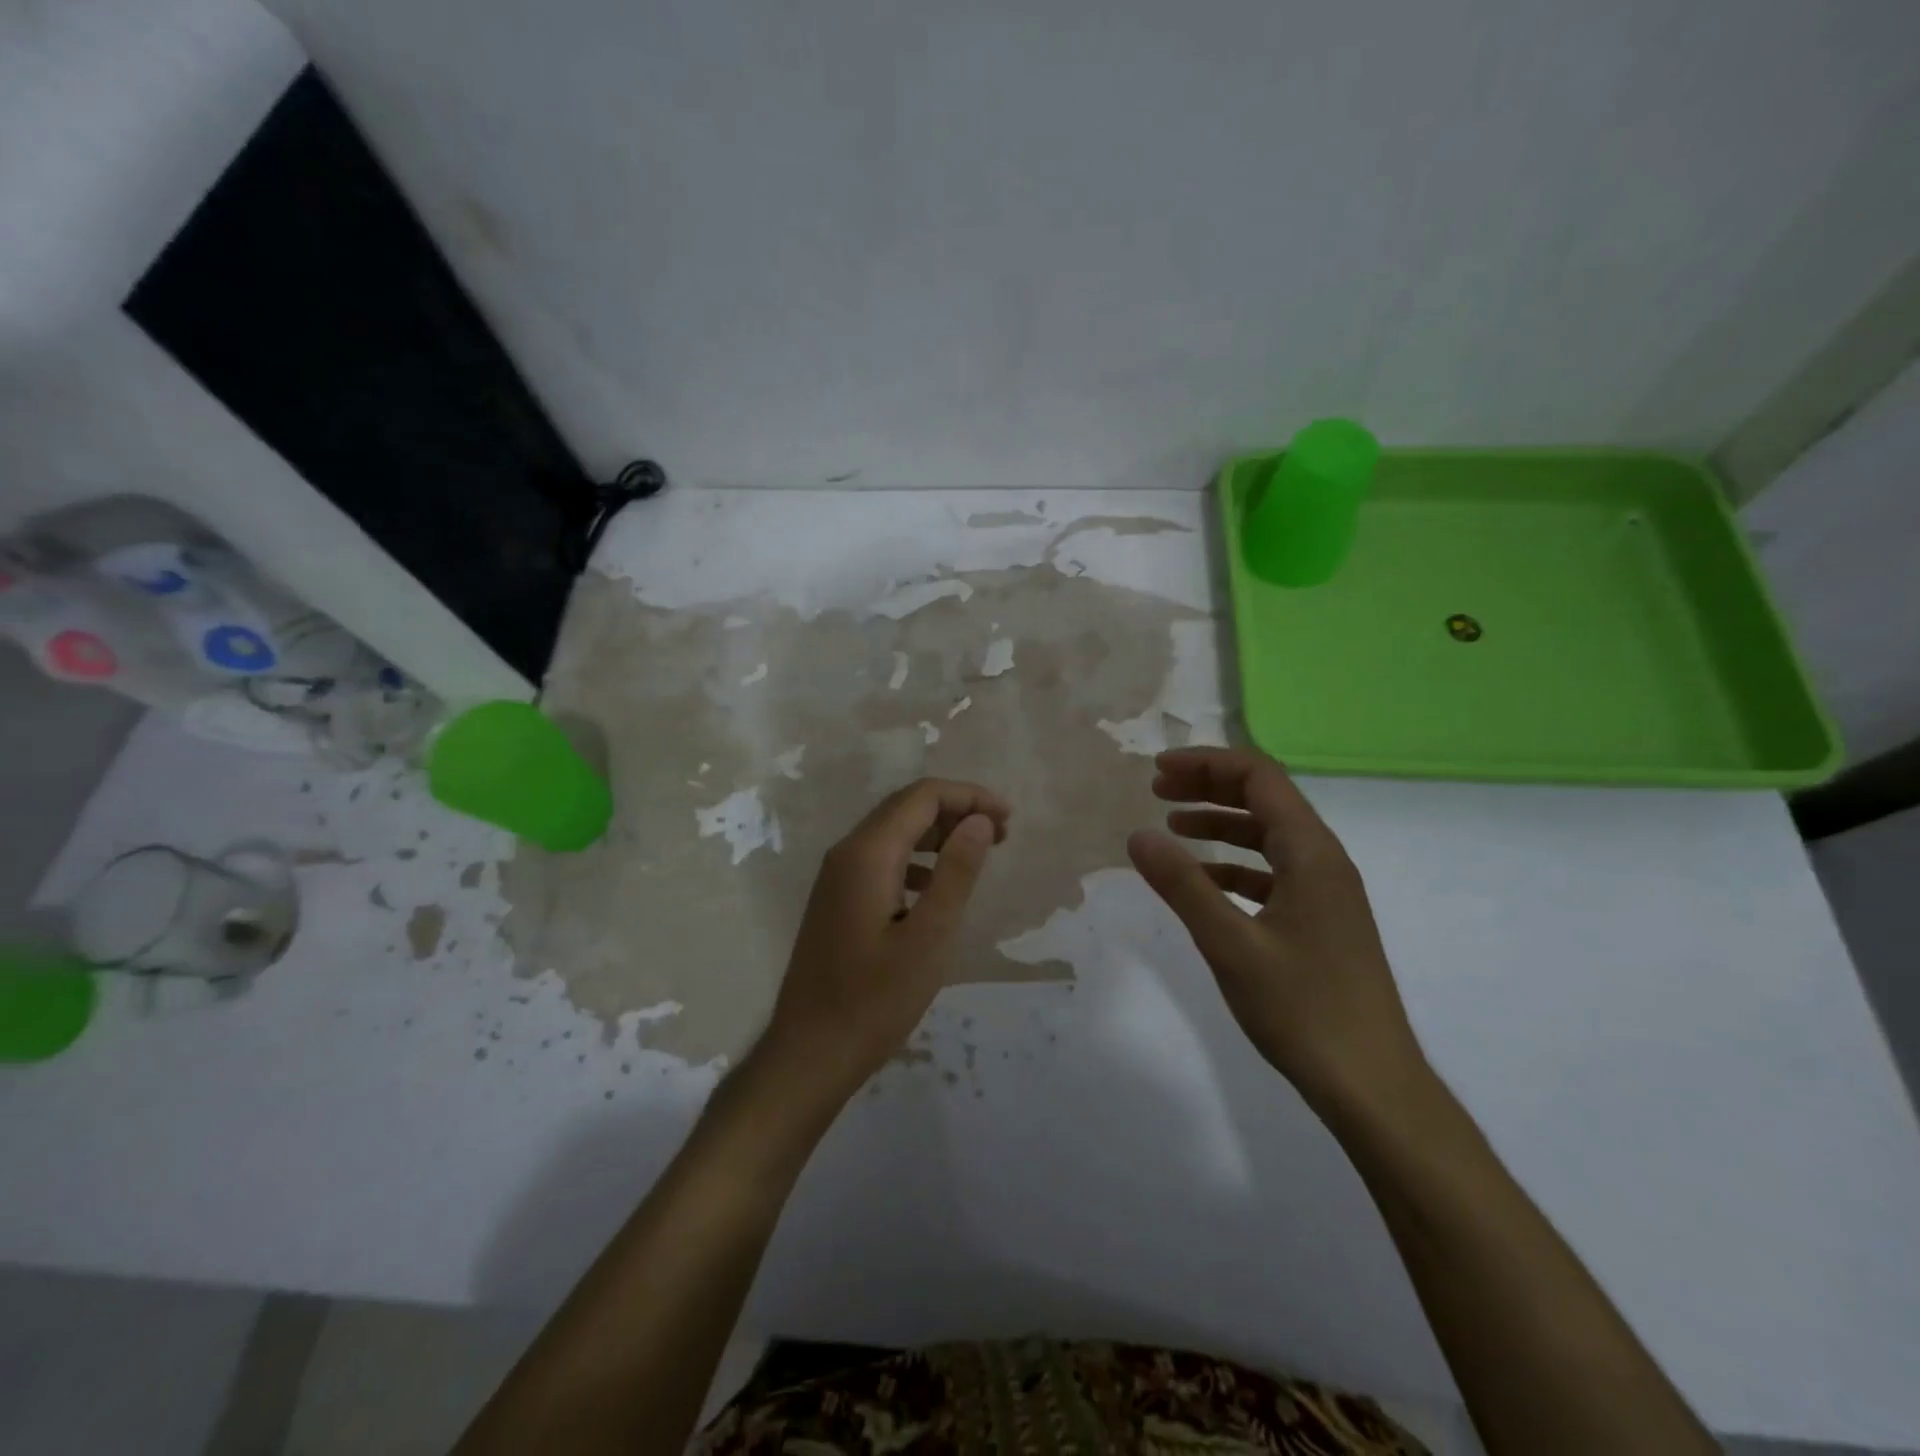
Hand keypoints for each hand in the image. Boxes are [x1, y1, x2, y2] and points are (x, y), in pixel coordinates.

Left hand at [758, 778, 1009, 1103]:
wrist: (810, 1053)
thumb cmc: (875, 1000)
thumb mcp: (929, 938)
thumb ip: (956, 872)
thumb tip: (980, 820)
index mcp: (868, 854)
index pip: (922, 796)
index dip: (969, 796)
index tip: (1008, 819)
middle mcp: (847, 853)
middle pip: (906, 807)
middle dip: (956, 810)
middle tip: (1001, 834)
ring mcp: (837, 876)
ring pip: (893, 831)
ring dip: (937, 833)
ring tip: (977, 854)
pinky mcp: (837, 899)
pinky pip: (881, 859)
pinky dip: (916, 858)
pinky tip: (935, 886)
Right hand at [1127, 747, 1425, 1113]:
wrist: (1371, 1085)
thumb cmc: (1302, 1009)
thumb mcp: (1231, 944)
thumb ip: (1183, 885)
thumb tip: (1138, 835)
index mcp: (1311, 854)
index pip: (1259, 778)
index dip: (1207, 764)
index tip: (1158, 771)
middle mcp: (1324, 861)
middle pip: (1265, 800)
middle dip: (1210, 787)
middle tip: (1158, 791)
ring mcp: (1326, 893)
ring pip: (1268, 836)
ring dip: (1220, 824)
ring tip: (1172, 828)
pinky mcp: (1321, 921)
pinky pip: (1273, 873)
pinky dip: (1234, 865)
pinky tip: (1203, 883)